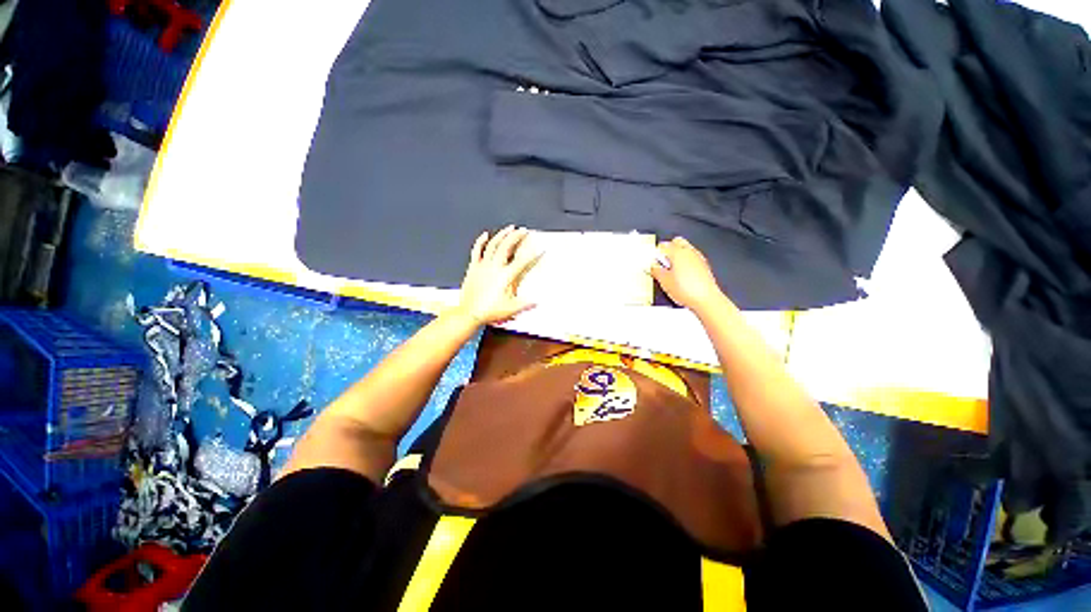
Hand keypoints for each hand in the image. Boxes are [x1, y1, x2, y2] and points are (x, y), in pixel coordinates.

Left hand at [452, 226, 540, 324]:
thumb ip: (525, 304)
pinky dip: (481, 241)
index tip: (541, 249)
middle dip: (517, 236)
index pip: (523, 262)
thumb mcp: (511, 309)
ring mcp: (483, 266)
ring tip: (509, 228)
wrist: (469, 313)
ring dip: (502, 235)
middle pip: (507, 246)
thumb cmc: (488, 311)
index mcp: (505, 277)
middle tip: (524, 231)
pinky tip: (485, 235)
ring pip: (493, 245)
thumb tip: (536, 301)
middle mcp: (494, 268)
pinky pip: (477, 250)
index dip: (534, 254)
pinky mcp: (474, 268)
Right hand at [650, 237, 725, 311]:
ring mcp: (698, 258)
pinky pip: (692, 259)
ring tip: (671, 270)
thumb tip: (653, 267)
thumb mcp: (664, 281)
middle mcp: (689, 252)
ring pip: (685, 249)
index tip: (652, 261)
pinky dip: (686, 263)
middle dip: (668, 249)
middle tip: (662, 262)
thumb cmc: (687, 290)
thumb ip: (656, 270)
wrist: (705, 300)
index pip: (663, 245)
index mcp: (678, 252)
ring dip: (677, 256)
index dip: (655, 253)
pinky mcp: (704, 266)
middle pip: (676, 242)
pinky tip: (681, 275)